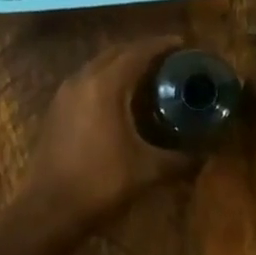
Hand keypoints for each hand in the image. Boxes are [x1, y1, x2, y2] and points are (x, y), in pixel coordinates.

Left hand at [28, 37, 198, 229]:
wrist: (48, 210)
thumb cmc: (100, 184)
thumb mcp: (147, 170)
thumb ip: (180, 158)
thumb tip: (207, 153)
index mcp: (105, 85)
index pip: (137, 52)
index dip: (161, 45)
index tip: (183, 44)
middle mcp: (82, 80)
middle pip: (116, 52)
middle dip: (142, 50)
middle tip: (168, 59)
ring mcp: (64, 93)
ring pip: (98, 64)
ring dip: (122, 63)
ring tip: (147, 74)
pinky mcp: (56, 109)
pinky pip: (86, 79)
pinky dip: (106, 77)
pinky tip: (119, 97)